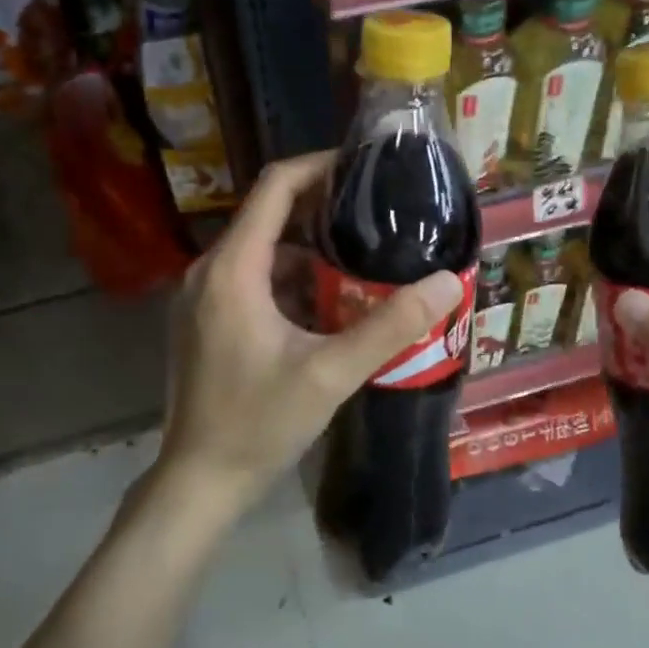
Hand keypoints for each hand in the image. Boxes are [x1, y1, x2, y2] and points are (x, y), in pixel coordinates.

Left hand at [155, 151, 464, 522]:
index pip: (275, 187)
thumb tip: (448, 282)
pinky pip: (254, 281)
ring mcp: (204, 297)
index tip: (365, 168)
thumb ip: (390, 326)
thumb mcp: (331, 374)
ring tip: (365, 259)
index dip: (320, 166)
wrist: (200, 481)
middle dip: (324, 212)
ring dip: (312, 252)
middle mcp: (210, 271)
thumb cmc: (259, 424)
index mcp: (233, 269)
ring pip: (264, 252)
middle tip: (379, 217)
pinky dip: (292, 281)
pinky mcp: (208, 321)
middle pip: (270, 216)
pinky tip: (331, 305)